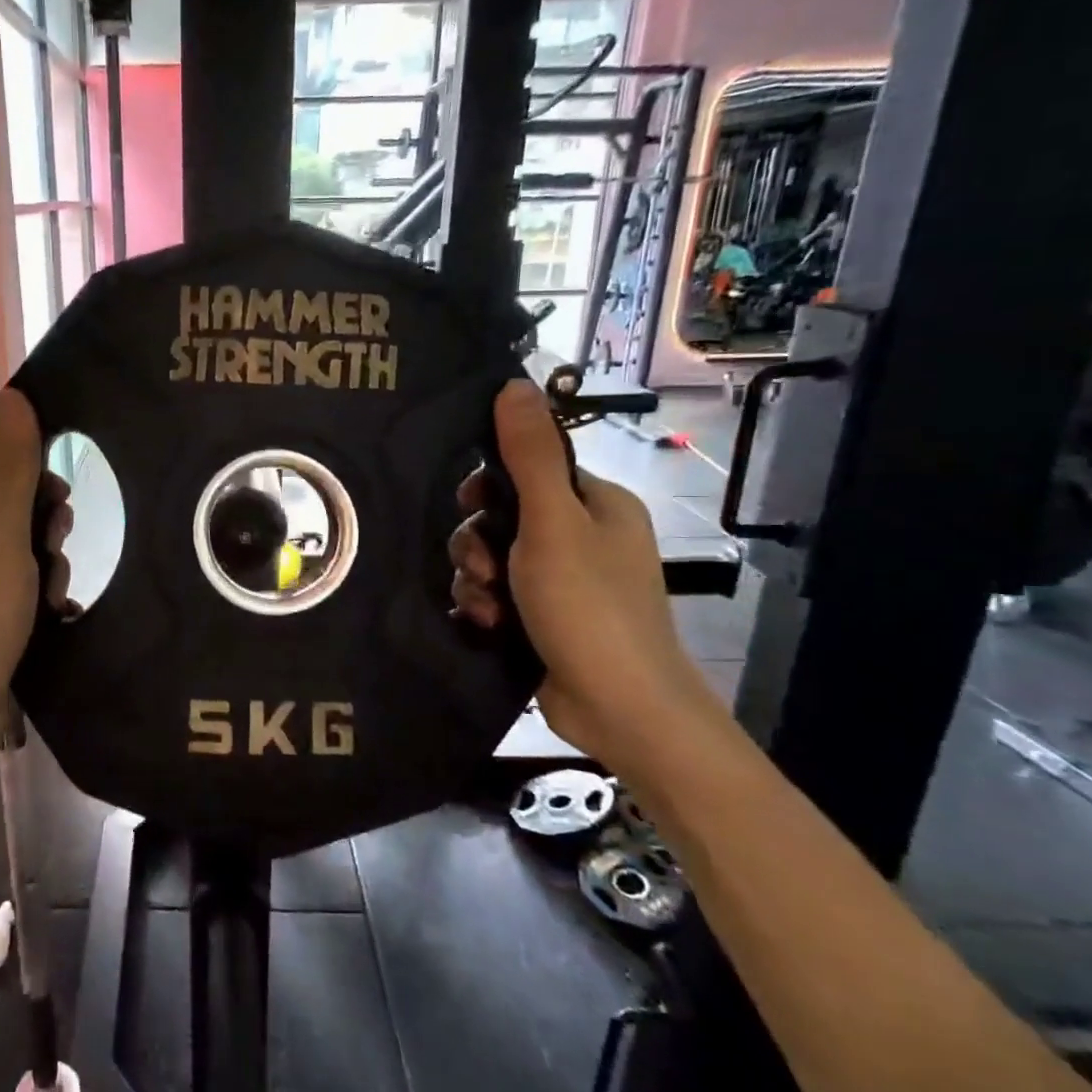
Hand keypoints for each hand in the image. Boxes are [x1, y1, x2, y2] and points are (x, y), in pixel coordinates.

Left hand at [0, 389, 71, 783]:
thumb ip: (11, 467)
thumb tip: (12, 395)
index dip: (22, 467)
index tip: (55, 495)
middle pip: (3, 505)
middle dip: (40, 523)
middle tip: (55, 546)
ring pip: (16, 550)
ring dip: (45, 565)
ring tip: (51, 595)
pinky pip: (17, 591)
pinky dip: (38, 598)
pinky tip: (56, 617)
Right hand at [449, 380, 716, 771]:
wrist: (620, 710)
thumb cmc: (589, 605)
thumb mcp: (553, 522)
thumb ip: (529, 454)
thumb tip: (514, 382)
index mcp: (594, 504)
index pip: (526, 470)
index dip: (489, 486)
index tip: (470, 505)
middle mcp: (580, 537)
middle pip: (500, 517)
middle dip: (476, 542)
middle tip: (481, 567)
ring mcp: (561, 582)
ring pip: (490, 559)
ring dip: (475, 580)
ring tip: (487, 607)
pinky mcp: (542, 619)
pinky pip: (494, 595)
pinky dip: (483, 607)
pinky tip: (485, 625)